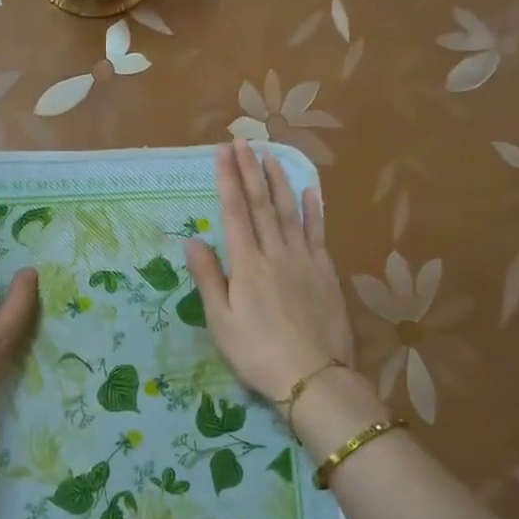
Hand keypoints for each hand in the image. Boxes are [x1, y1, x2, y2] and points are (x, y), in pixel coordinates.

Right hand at [185, 140, 354, 402]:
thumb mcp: (220, 321)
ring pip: (291, 212)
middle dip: (250, 171)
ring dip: (280, 181)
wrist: (313, 377)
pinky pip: (318, 233)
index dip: (228, 180)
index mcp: (247, 265)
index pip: (235, 213)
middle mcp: (276, 253)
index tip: (223, 152)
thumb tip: (193, 239)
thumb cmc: (257, 353)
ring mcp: (304, 261)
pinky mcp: (325, 273)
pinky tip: (311, 191)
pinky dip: (314, 209)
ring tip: (271, 155)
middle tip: (243, 142)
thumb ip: (208, 277)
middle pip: (262, 204)